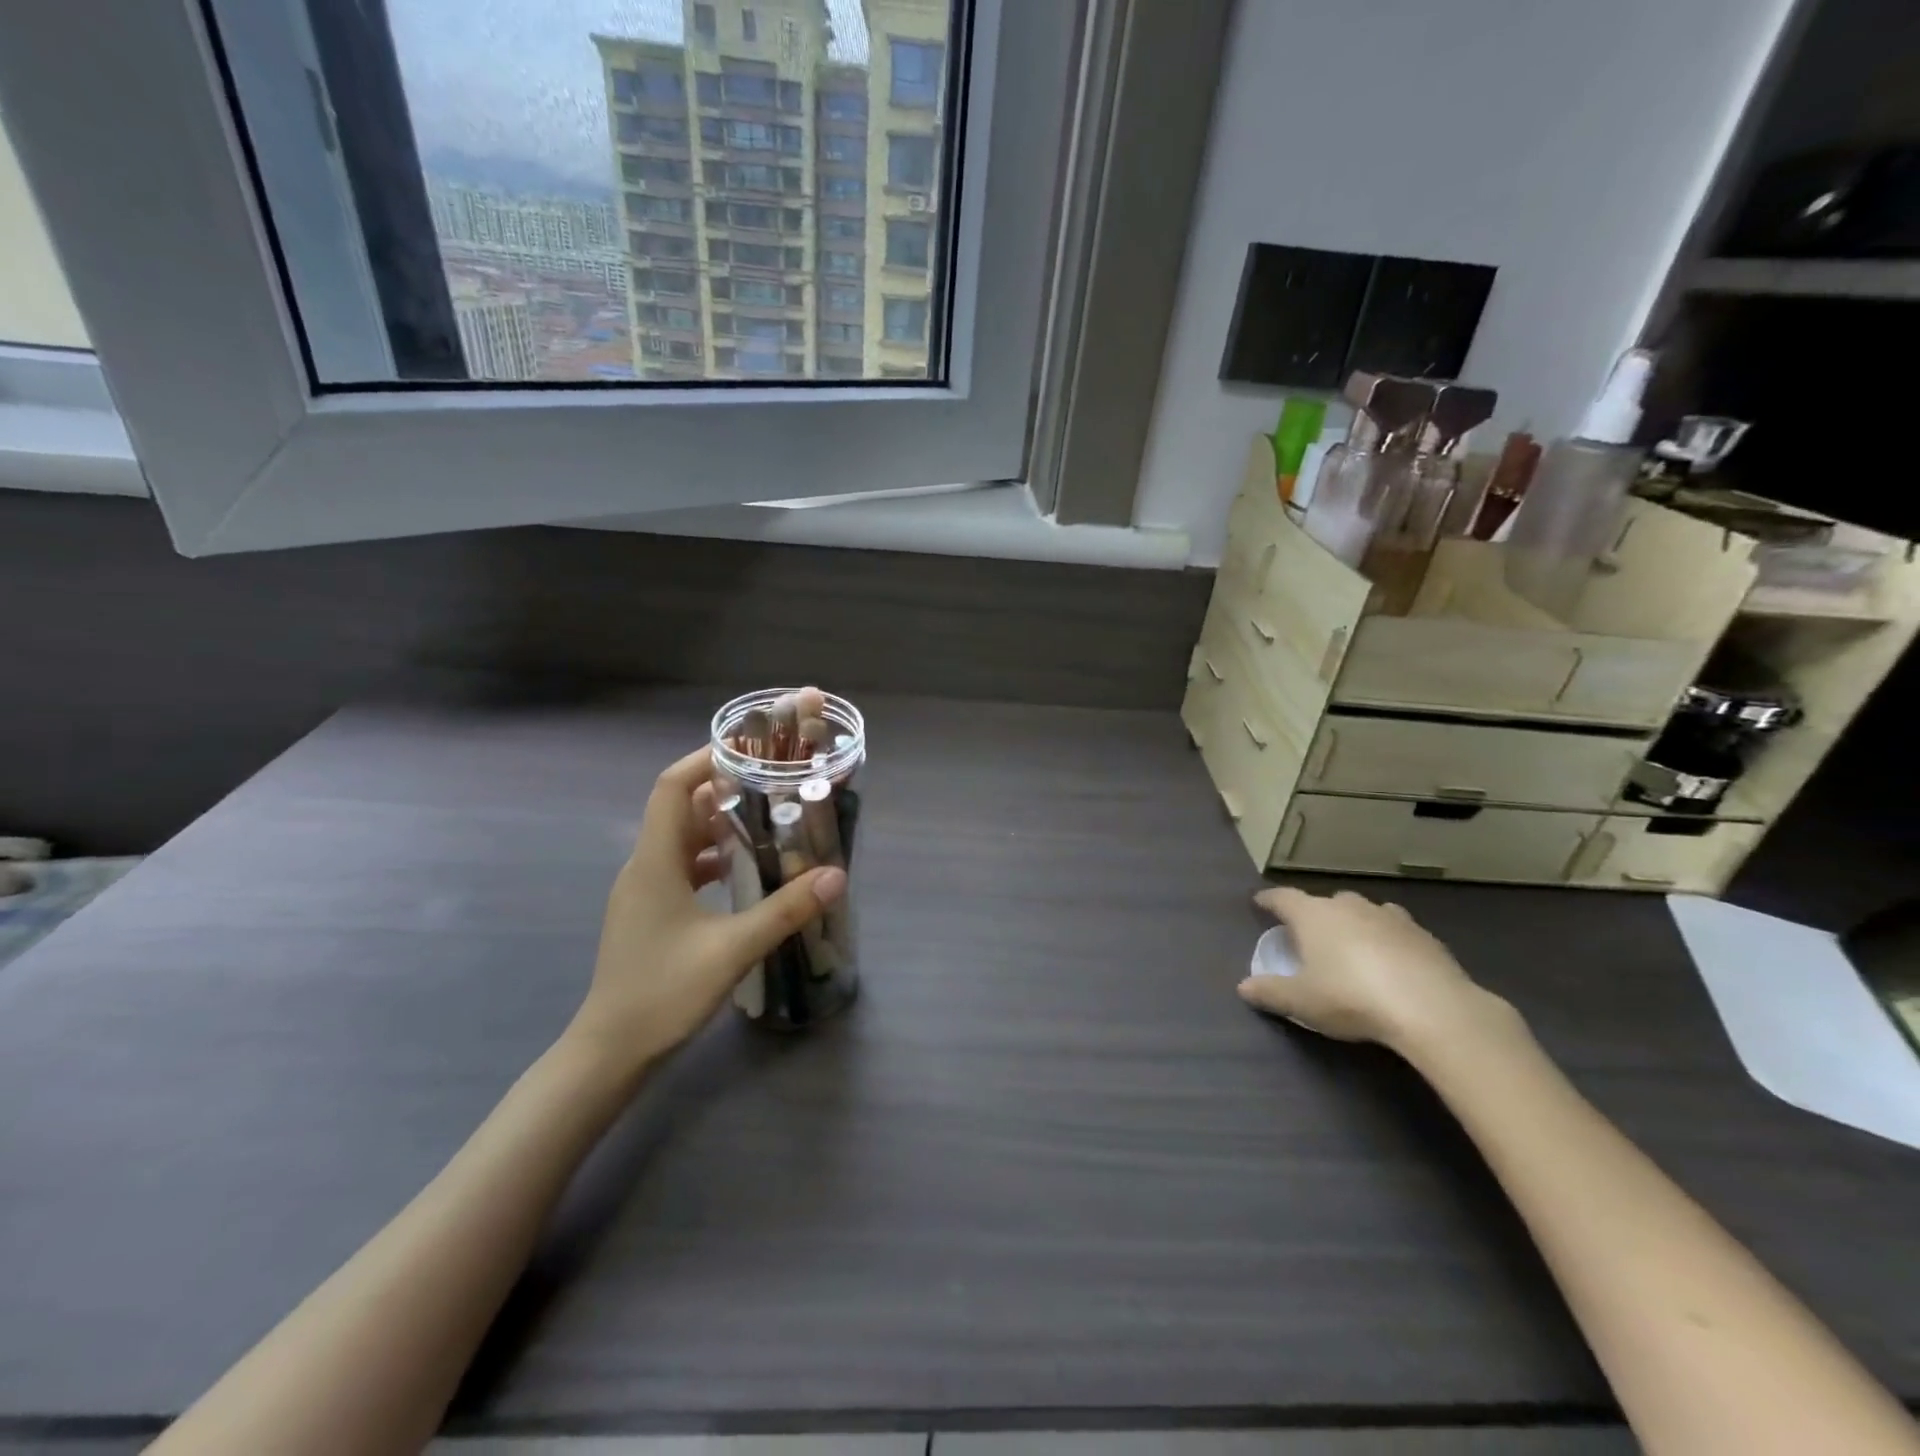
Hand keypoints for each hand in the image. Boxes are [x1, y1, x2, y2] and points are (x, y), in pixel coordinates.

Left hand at [572, 746, 846, 1070]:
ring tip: (769, 820)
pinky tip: (746, 871)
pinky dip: (713, 856)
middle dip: (725, 789)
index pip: (673, 787)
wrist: (609, 1052)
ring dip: (721, 824)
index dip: (706, 759)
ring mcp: (645, 890)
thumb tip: (834, 875)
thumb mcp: (731, 950)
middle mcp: (645, 866)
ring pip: (683, 838)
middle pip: (681, 807)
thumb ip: (784, 910)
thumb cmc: (662, 994)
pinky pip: (683, 866)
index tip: (750, 748)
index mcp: (655, 862)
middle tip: (774, 784)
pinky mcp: (651, 912)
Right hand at [1238, 887, 1513, 1055]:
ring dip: (1354, 922)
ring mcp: (1389, 917)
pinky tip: (1391, 959)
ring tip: (1352, 943)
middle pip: (1325, 901)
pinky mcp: (1423, 935)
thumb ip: (1270, 992)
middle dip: (1315, 913)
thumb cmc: (1350, 997)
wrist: (1430, 1007)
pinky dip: (1387, 938)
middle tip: (1310, 934)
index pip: (1283, 898)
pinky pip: (1396, 929)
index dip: (1269, 900)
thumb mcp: (1301, 1001)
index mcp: (1312, 915)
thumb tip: (1243, 987)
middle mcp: (1348, 906)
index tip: (1260, 902)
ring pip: (1363, 911)